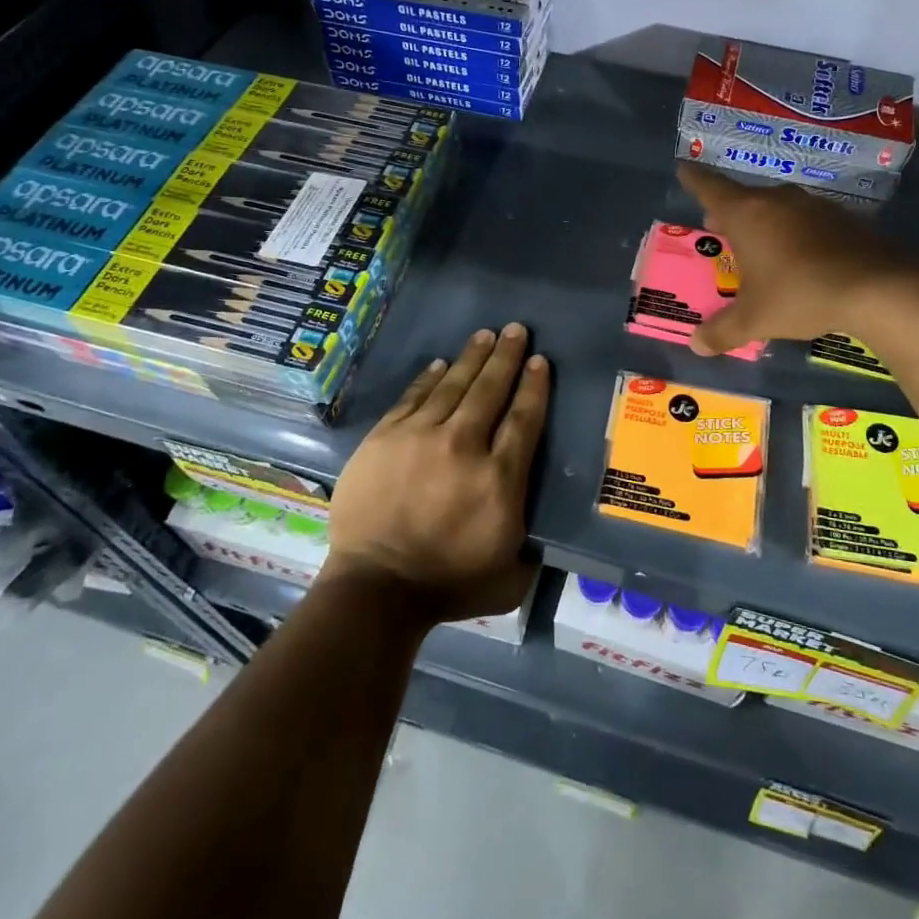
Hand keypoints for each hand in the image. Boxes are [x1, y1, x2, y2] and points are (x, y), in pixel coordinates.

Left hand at [323, 324, 549, 623]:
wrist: (374, 589)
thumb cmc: (447, 586)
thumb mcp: (510, 577)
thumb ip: (532, 549)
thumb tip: (544, 532)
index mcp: (499, 479)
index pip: (523, 419)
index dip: (533, 386)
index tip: (539, 361)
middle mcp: (463, 446)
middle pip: (490, 390)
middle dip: (506, 357)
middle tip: (517, 330)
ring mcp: (420, 437)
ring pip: (453, 386)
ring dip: (472, 357)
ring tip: (485, 335)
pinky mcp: (385, 438)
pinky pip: (413, 398)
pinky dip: (429, 379)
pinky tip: (440, 364)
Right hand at [678, 163, 918, 354]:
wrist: (877, 286)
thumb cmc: (799, 294)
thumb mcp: (755, 318)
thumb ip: (723, 330)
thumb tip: (696, 345)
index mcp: (746, 214)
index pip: (710, 188)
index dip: (694, 180)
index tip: (684, 169)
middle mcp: (777, 200)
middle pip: (745, 198)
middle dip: (729, 211)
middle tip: (718, 226)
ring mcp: (813, 206)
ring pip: (778, 207)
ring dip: (764, 221)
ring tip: (759, 244)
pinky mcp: (843, 218)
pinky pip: (806, 220)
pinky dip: (795, 232)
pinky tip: (800, 256)